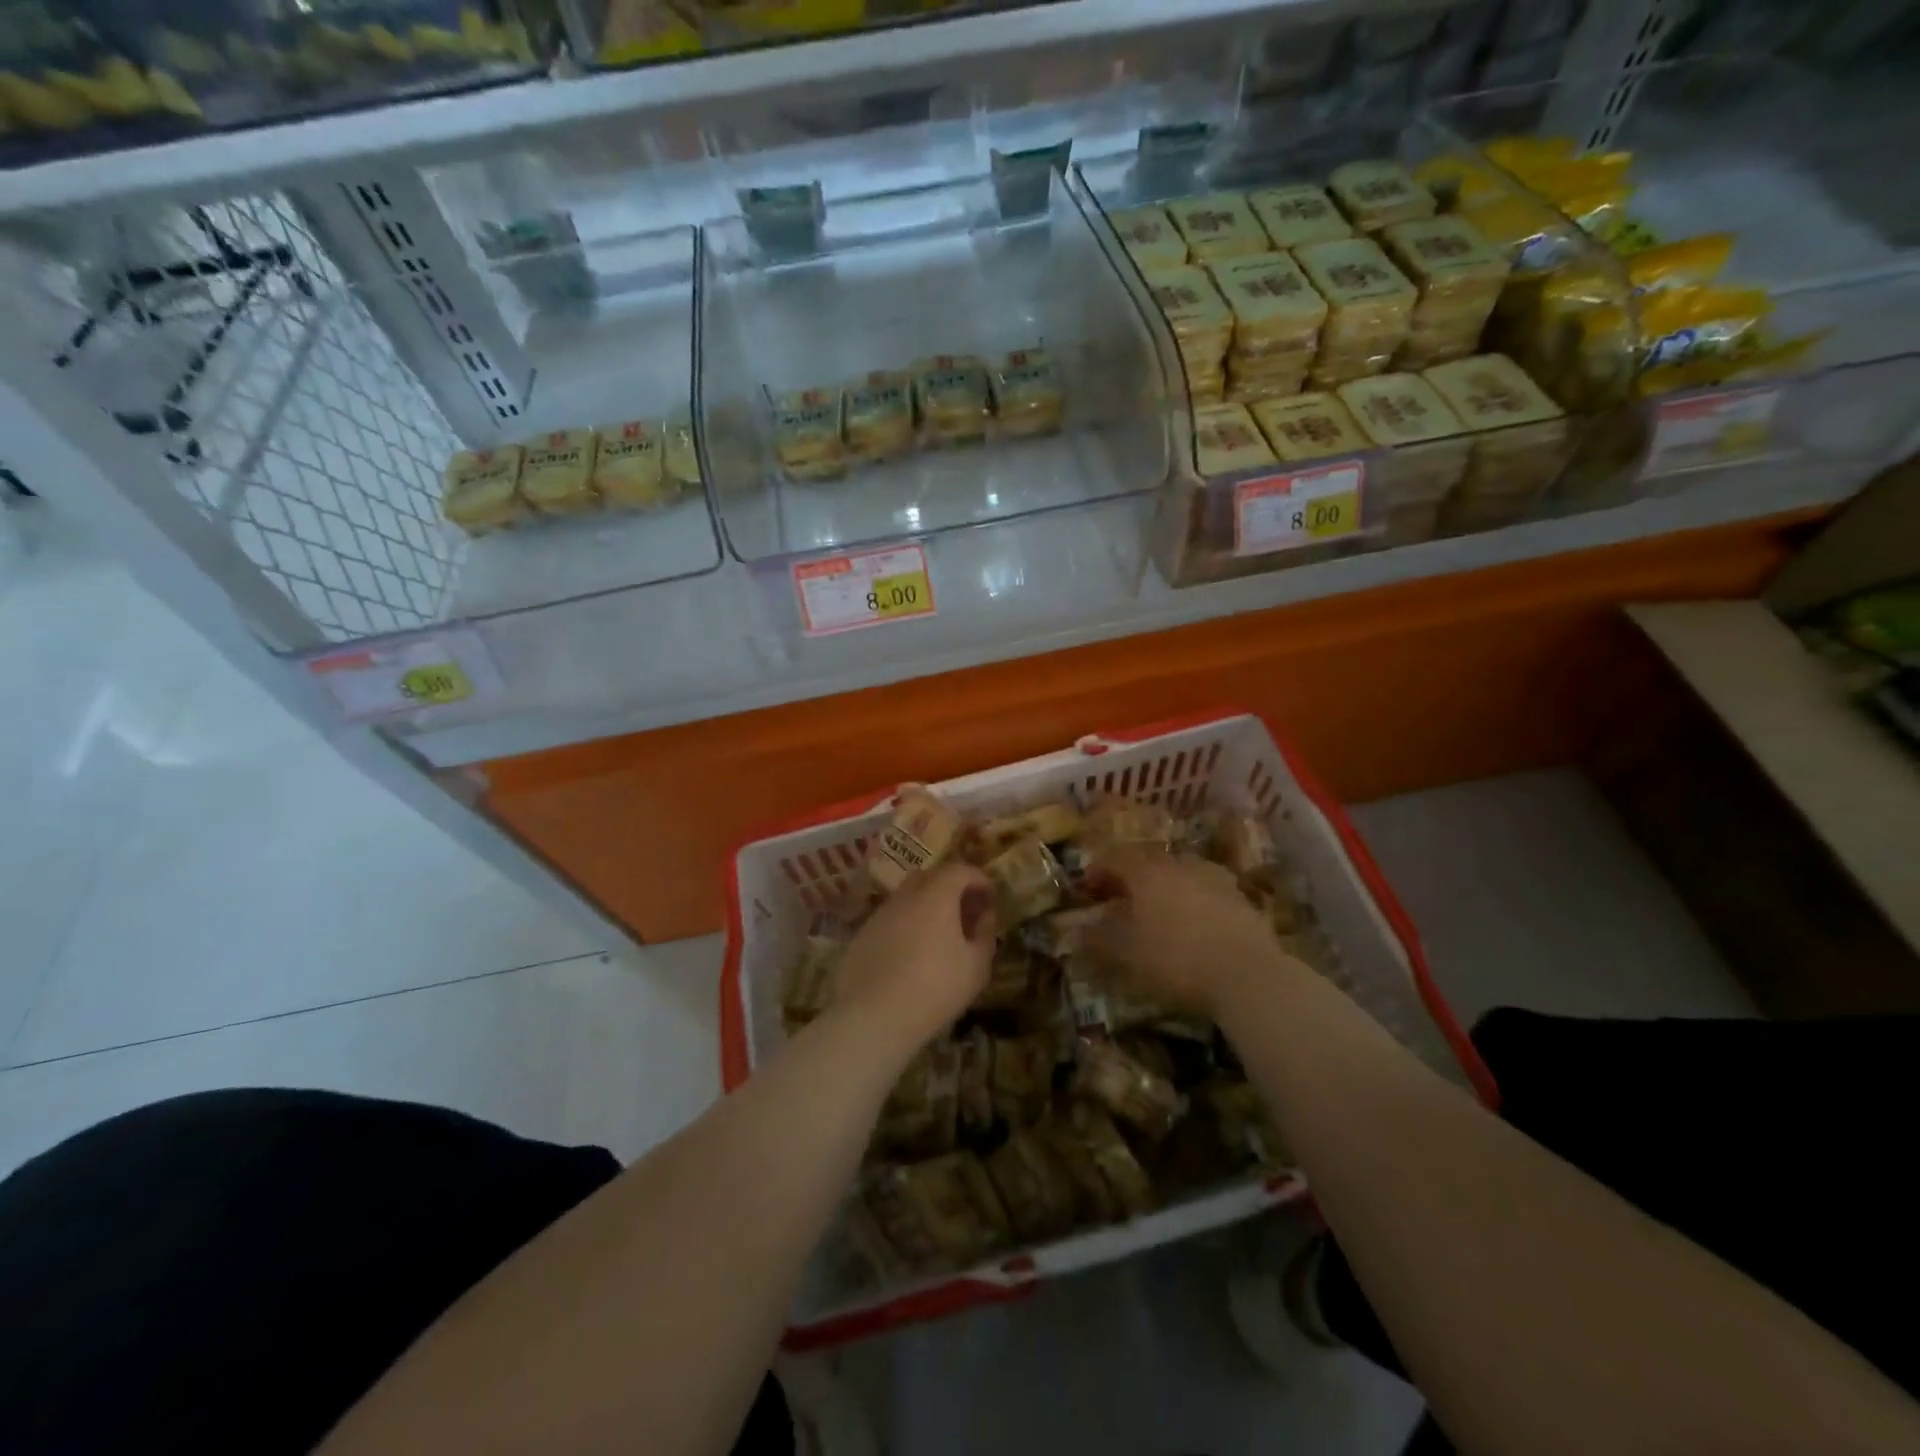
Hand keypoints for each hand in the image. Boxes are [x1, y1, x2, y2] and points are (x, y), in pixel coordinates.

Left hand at [833, 863, 996, 1052]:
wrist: (874, 1017)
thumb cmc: (935, 988)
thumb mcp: (976, 967)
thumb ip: (985, 934)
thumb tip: (985, 916)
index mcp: (936, 896)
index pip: (961, 870)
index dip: (979, 880)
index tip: (990, 899)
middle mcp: (906, 896)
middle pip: (932, 876)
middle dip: (953, 887)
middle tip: (966, 912)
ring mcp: (880, 914)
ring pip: (908, 896)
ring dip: (927, 905)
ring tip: (940, 933)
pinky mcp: (862, 934)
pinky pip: (891, 918)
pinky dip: (907, 924)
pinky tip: (912, 952)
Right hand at [1085, 850, 1293, 1016]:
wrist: (1247, 974)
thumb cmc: (1175, 959)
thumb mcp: (1124, 955)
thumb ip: (1096, 940)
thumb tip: (1075, 931)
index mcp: (1146, 871)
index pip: (1113, 858)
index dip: (1097, 872)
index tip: (1087, 891)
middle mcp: (1178, 864)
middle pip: (1147, 861)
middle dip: (1130, 877)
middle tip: (1119, 900)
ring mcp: (1213, 877)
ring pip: (1179, 873)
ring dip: (1163, 887)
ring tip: (1157, 911)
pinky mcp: (1240, 897)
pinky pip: (1205, 890)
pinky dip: (1192, 900)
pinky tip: (1192, 923)